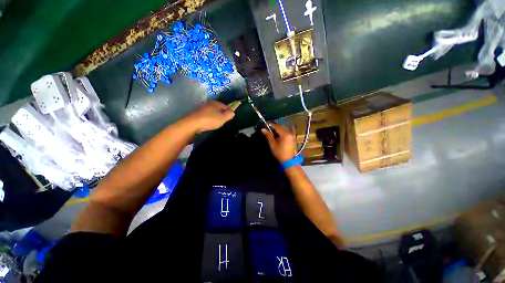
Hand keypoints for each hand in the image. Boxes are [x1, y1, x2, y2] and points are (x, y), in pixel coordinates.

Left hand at [187, 101, 234, 132]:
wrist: (193, 123)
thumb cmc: (210, 120)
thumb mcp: (223, 118)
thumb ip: (229, 114)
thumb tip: (232, 112)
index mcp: (216, 103)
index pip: (225, 105)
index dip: (228, 111)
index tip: (229, 117)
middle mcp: (208, 103)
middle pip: (217, 108)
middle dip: (220, 113)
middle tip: (222, 120)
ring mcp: (201, 107)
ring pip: (211, 111)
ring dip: (213, 115)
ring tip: (215, 122)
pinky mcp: (196, 113)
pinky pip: (205, 114)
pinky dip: (207, 118)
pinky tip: (207, 123)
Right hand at [262, 123, 296, 162]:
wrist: (288, 160)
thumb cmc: (279, 153)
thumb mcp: (272, 144)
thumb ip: (268, 135)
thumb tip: (263, 129)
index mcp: (285, 134)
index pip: (277, 126)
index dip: (271, 125)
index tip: (265, 124)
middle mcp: (290, 132)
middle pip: (281, 126)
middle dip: (274, 127)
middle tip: (268, 128)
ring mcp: (292, 135)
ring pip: (284, 128)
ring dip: (278, 129)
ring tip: (273, 132)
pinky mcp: (293, 137)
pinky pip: (287, 131)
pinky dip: (282, 131)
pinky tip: (278, 134)